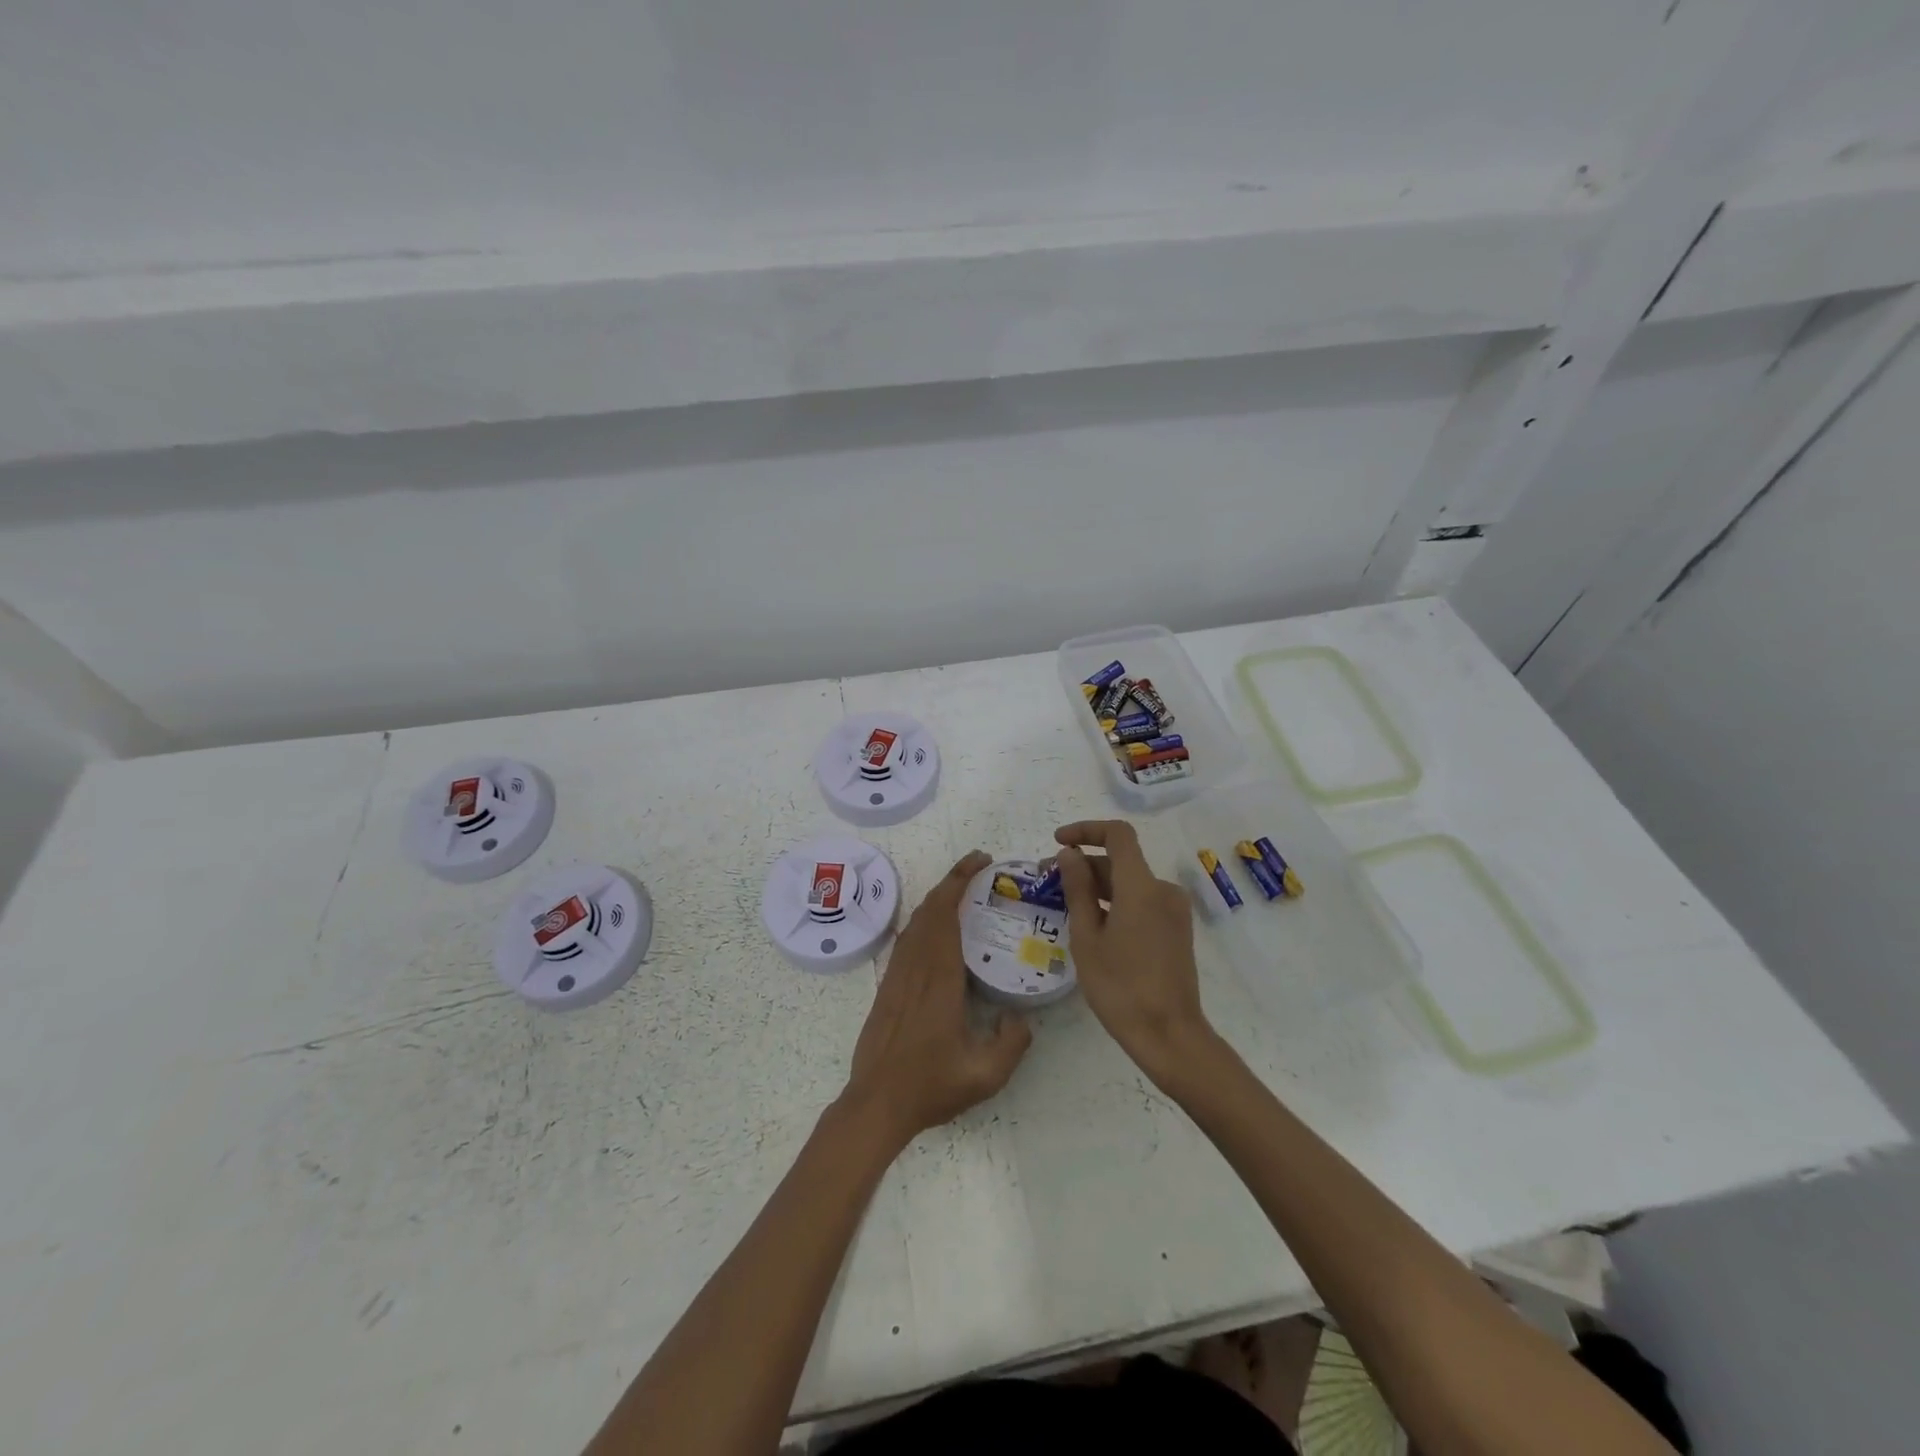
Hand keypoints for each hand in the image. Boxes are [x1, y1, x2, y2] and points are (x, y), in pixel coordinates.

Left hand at [842, 850, 1031, 1145]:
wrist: (876, 1103)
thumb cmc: (929, 1085)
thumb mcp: (985, 1075)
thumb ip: (1012, 1043)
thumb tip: (1021, 1018)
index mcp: (939, 978)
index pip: (946, 914)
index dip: (960, 881)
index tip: (981, 862)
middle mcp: (915, 967)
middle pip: (929, 908)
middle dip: (953, 880)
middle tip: (979, 867)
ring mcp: (897, 975)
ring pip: (915, 921)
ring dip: (937, 898)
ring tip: (963, 892)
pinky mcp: (887, 986)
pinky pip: (906, 939)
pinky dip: (924, 920)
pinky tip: (938, 930)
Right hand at [1055, 820, 1217, 1089]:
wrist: (1169, 1034)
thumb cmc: (1120, 987)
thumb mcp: (1087, 937)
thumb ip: (1077, 889)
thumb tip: (1069, 854)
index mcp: (1142, 886)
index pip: (1117, 835)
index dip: (1086, 830)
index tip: (1057, 842)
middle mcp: (1163, 890)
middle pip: (1121, 861)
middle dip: (1084, 863)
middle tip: (1049, 880)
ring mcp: (1174, 910)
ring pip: (1130, 883)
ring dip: (1098, 885)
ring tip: (1064, 904)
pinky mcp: (1176, 929)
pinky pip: (1142, 901)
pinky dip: (1116, 902)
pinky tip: (1092, 923)